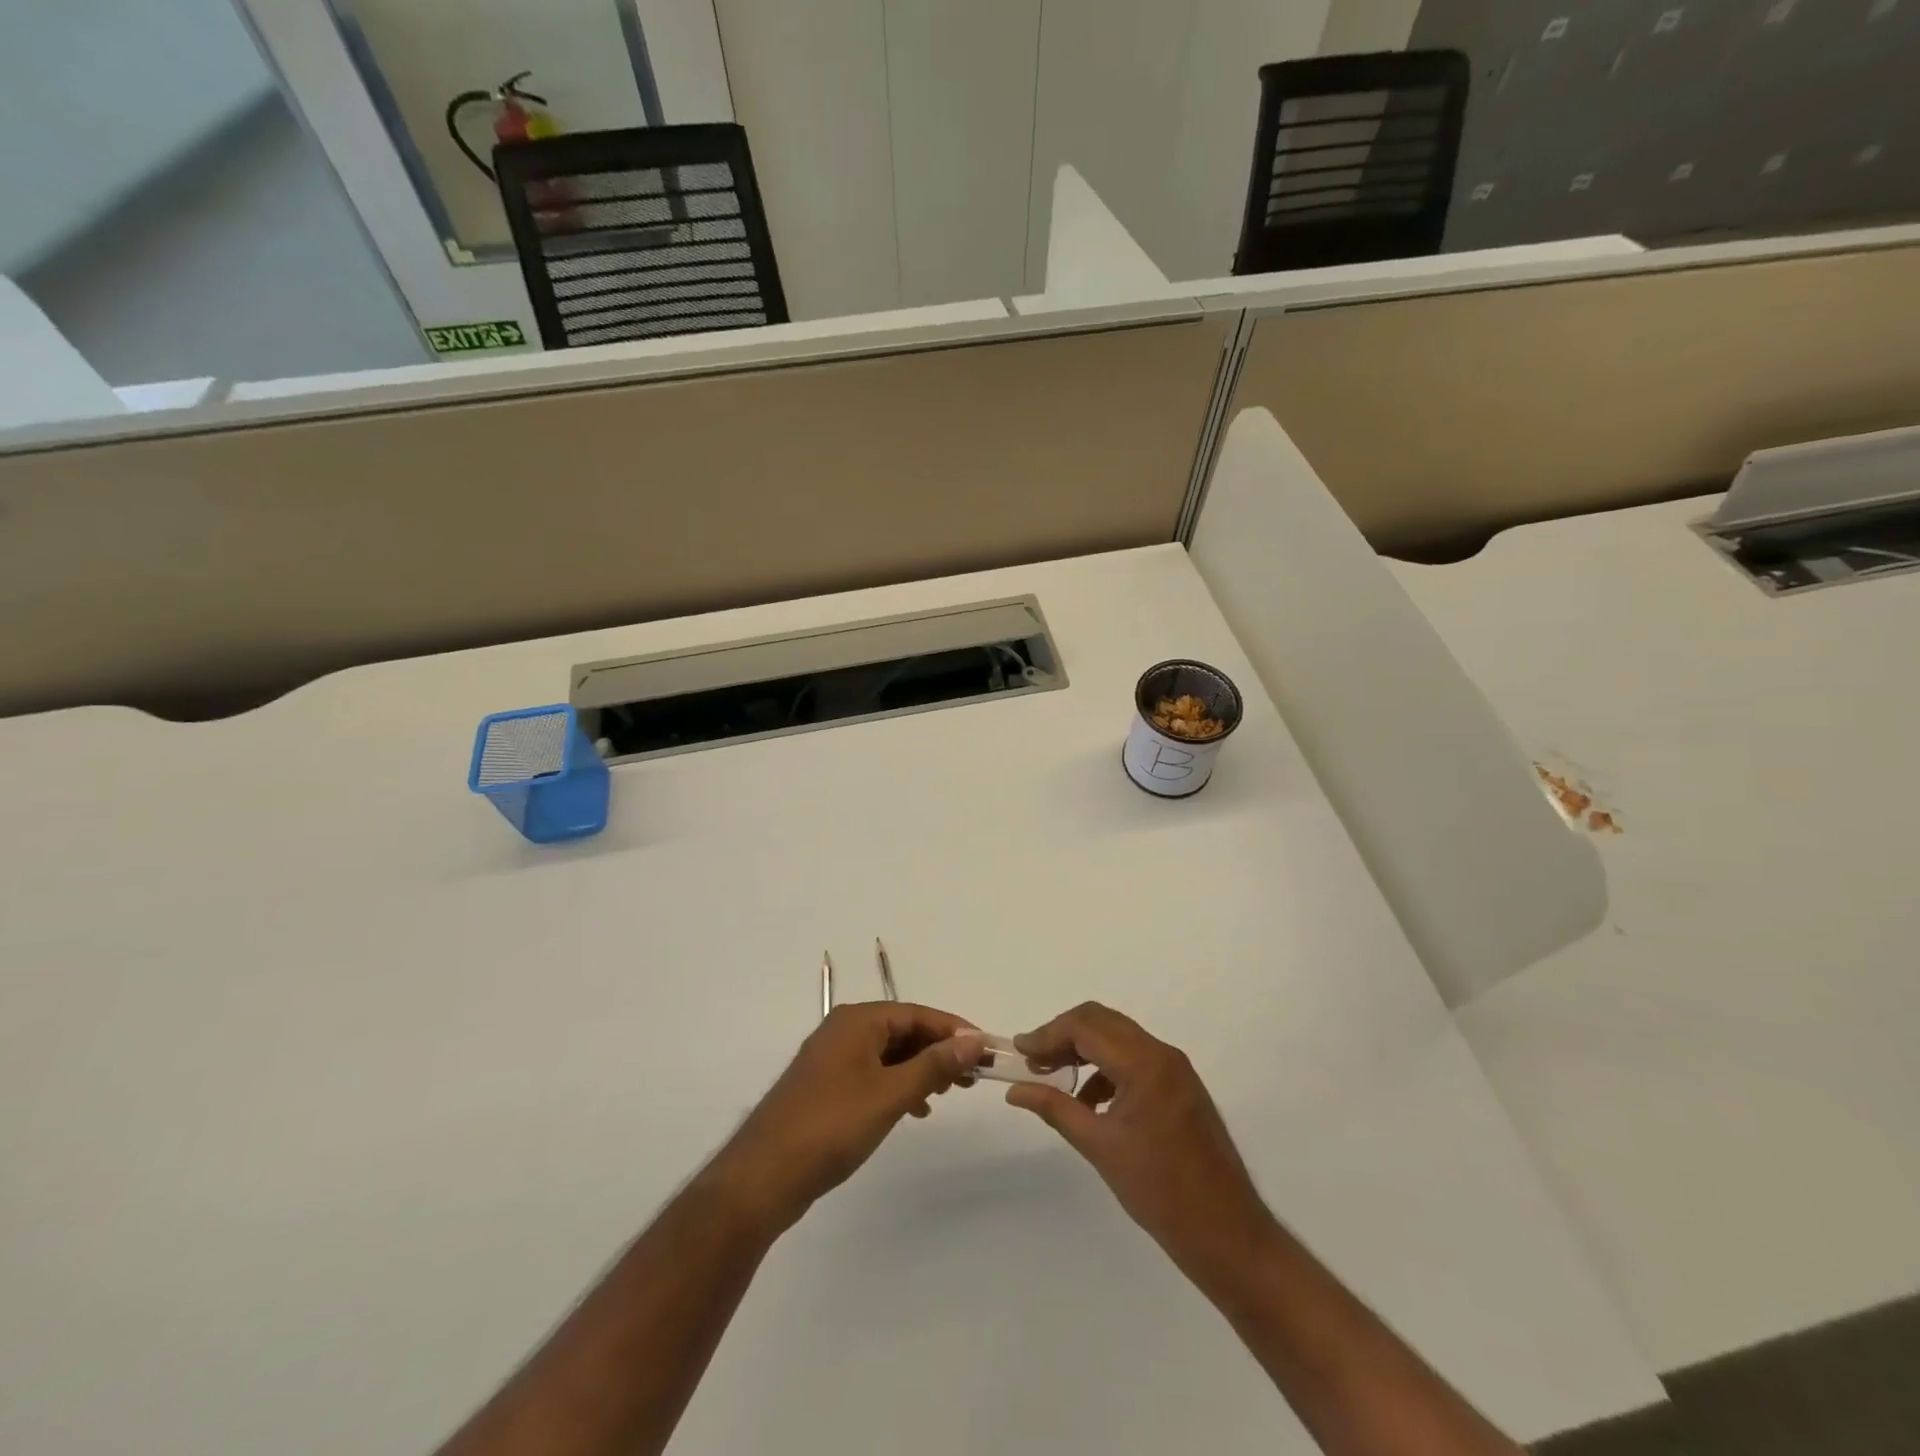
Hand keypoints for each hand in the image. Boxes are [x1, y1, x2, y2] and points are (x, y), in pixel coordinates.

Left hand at [705, 1003, 985, 1235]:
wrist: (762, 1177)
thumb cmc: (831, 1126)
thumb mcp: (890, 1094)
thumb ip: (934, 1065)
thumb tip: (974, 1039)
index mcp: (857, 1021)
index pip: (916, 1013)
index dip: (953, 1029)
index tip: (985, 1049)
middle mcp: (843, 1031)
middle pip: (903, 1030)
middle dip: (939, 1050)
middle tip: (972, 1076)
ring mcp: (832, 1060)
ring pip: (889, 1054)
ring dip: (920, 1069)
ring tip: (948, 1093)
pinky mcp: (826, 1088)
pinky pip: (873, 1074)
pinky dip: (898, 1085)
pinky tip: (915, 1109)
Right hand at [1007, 1002, 1275, 1288]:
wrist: (1228, 1234)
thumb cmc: (1161, 1192)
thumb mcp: (1100, 1147)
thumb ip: (1055, 1109)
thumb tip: (1014, 1090)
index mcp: (1145, 1064)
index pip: (1086, 1026)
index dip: (1048, 1034)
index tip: (1019, 1051)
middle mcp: (1162, 1054)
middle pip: (1102, 1021)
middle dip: (1063, 1035)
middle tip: (1033, 1060)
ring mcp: (1175, 1068)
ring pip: (1118, 1037)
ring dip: (1084, 1049)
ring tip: (1053, 1078)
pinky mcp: (1180, 1085)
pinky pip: (1135, 1058)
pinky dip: (1106, 1067)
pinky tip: (1089, 1100)